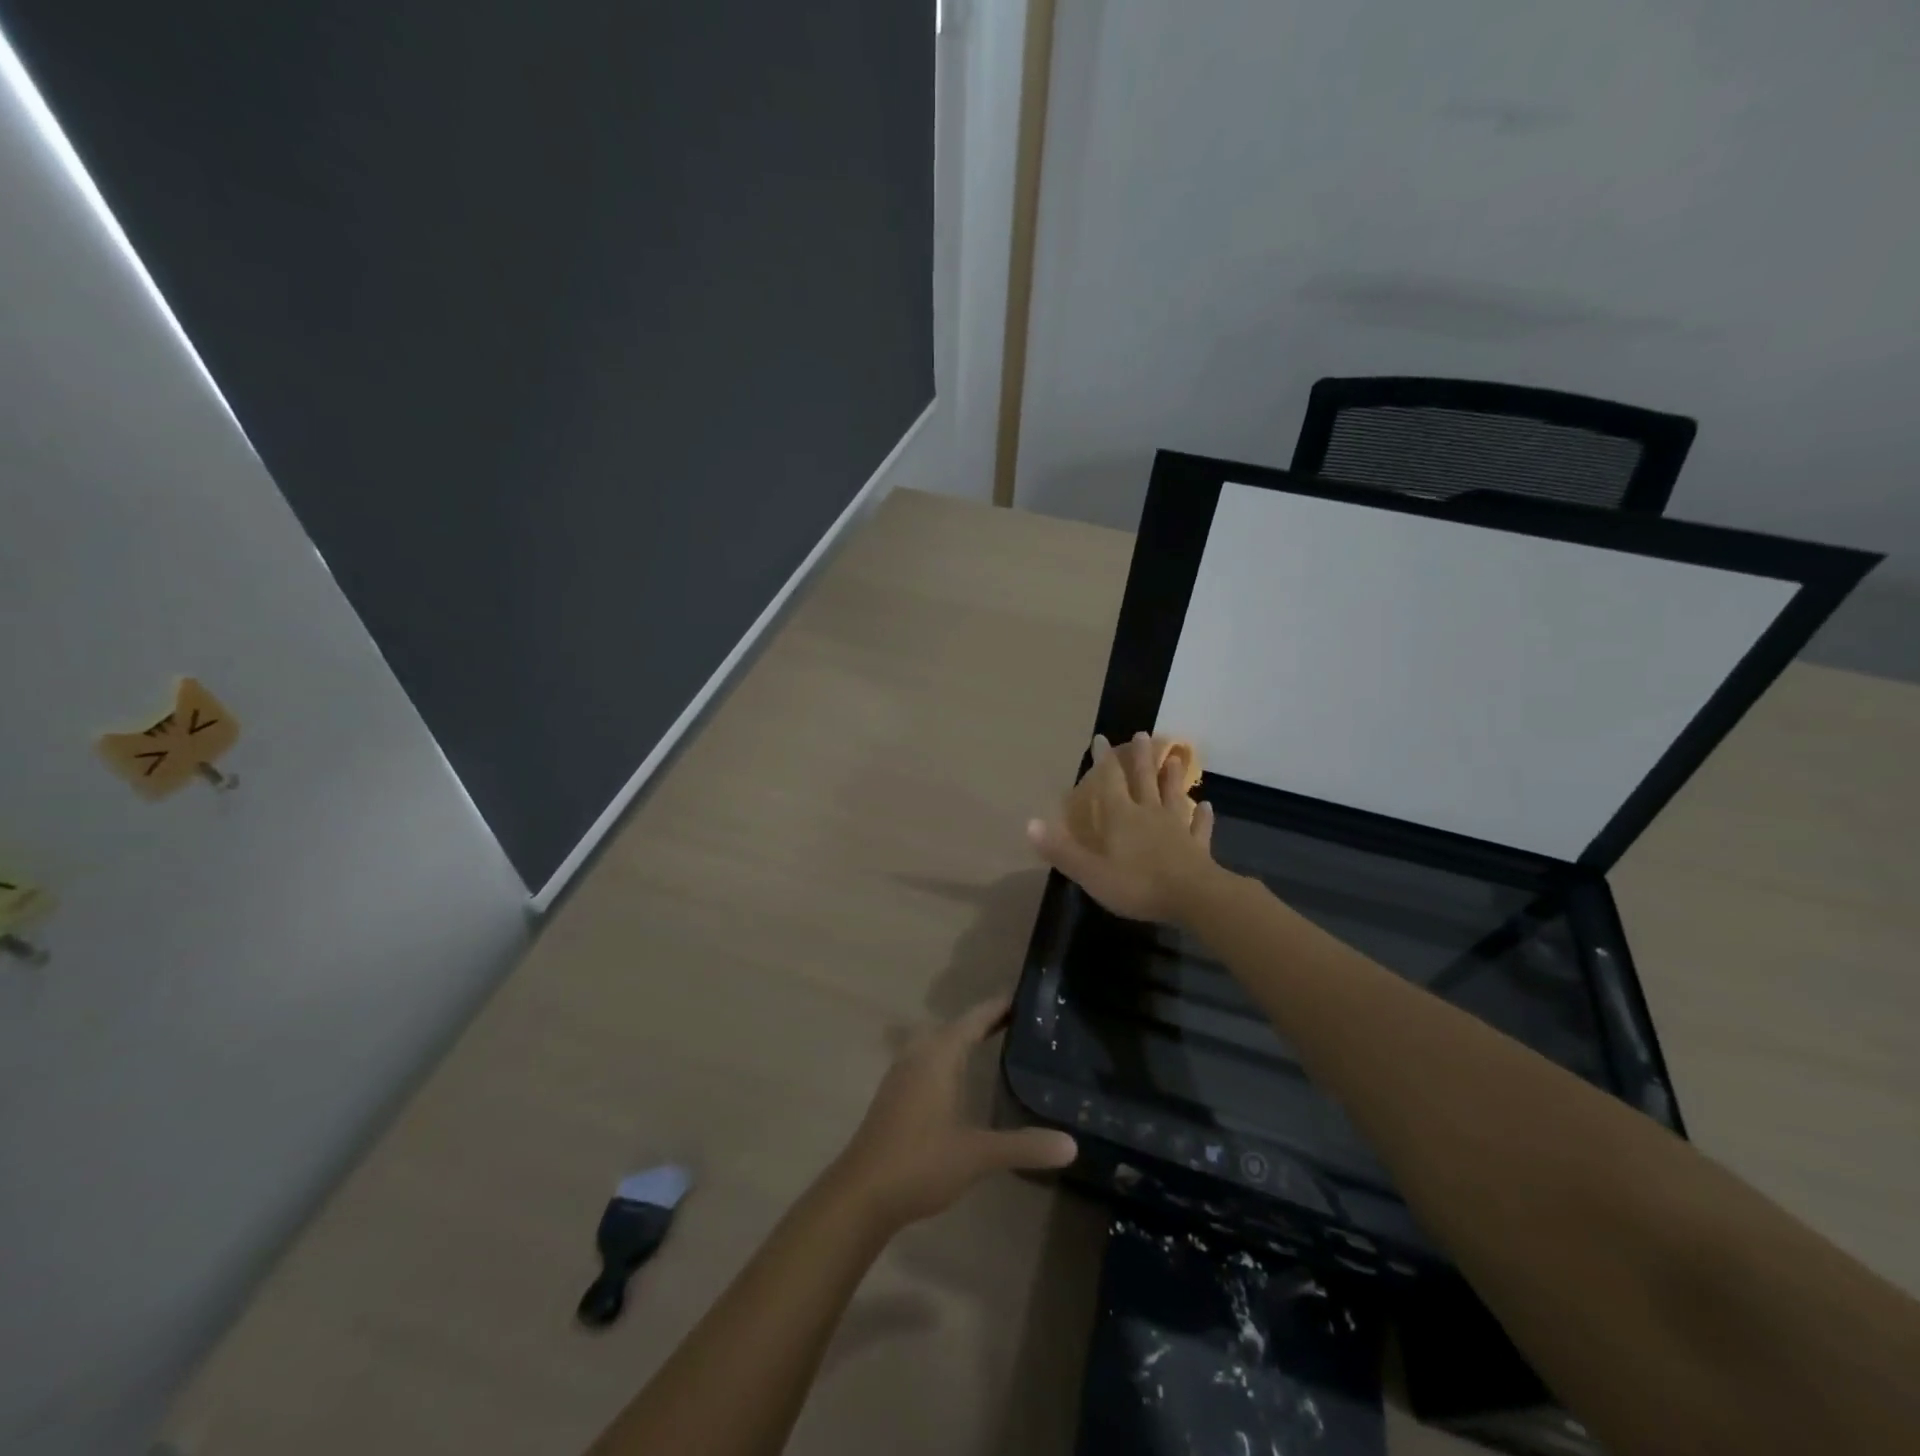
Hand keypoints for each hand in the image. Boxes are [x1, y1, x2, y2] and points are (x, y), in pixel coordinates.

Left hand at [829, 995, 1077, 1230]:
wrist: (862, 1193)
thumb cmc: (921, 1162)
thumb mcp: (978, 1154)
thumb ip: (1024, 1145)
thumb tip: (1072, 1144)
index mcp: (940, 1055)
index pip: (975, 1018)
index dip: (999, 1007)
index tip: (1027, 998)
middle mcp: (920, 1054)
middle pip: (956, 1026)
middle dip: (985, 1020)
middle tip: (1020, 1022)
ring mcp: (902, 1073)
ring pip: (938, 1041)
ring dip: (964, 1037)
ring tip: (995, 1042)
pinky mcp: (895, 1093)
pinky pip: (928, 1058)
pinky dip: (949, 1055)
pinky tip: (960, 1077)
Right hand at [1027, 730, 1220, 922]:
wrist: (1193, 898)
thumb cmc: (1137, 884)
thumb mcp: (1090, 872)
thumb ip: (1061, 849)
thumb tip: (1029, 823)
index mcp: (1121, 817)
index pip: (1109, 781)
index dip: (1103, 759)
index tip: (1101, 738)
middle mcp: (1149, 814)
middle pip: (1144, 779)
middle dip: (1141, 757)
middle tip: (1142, 734)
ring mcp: (1177, 828)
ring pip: (1173, 796)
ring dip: (1172, 777)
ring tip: (1174, 758)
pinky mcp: (1197, 847)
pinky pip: (1199, 827)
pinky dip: (1202, 816)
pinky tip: (1207, 806)